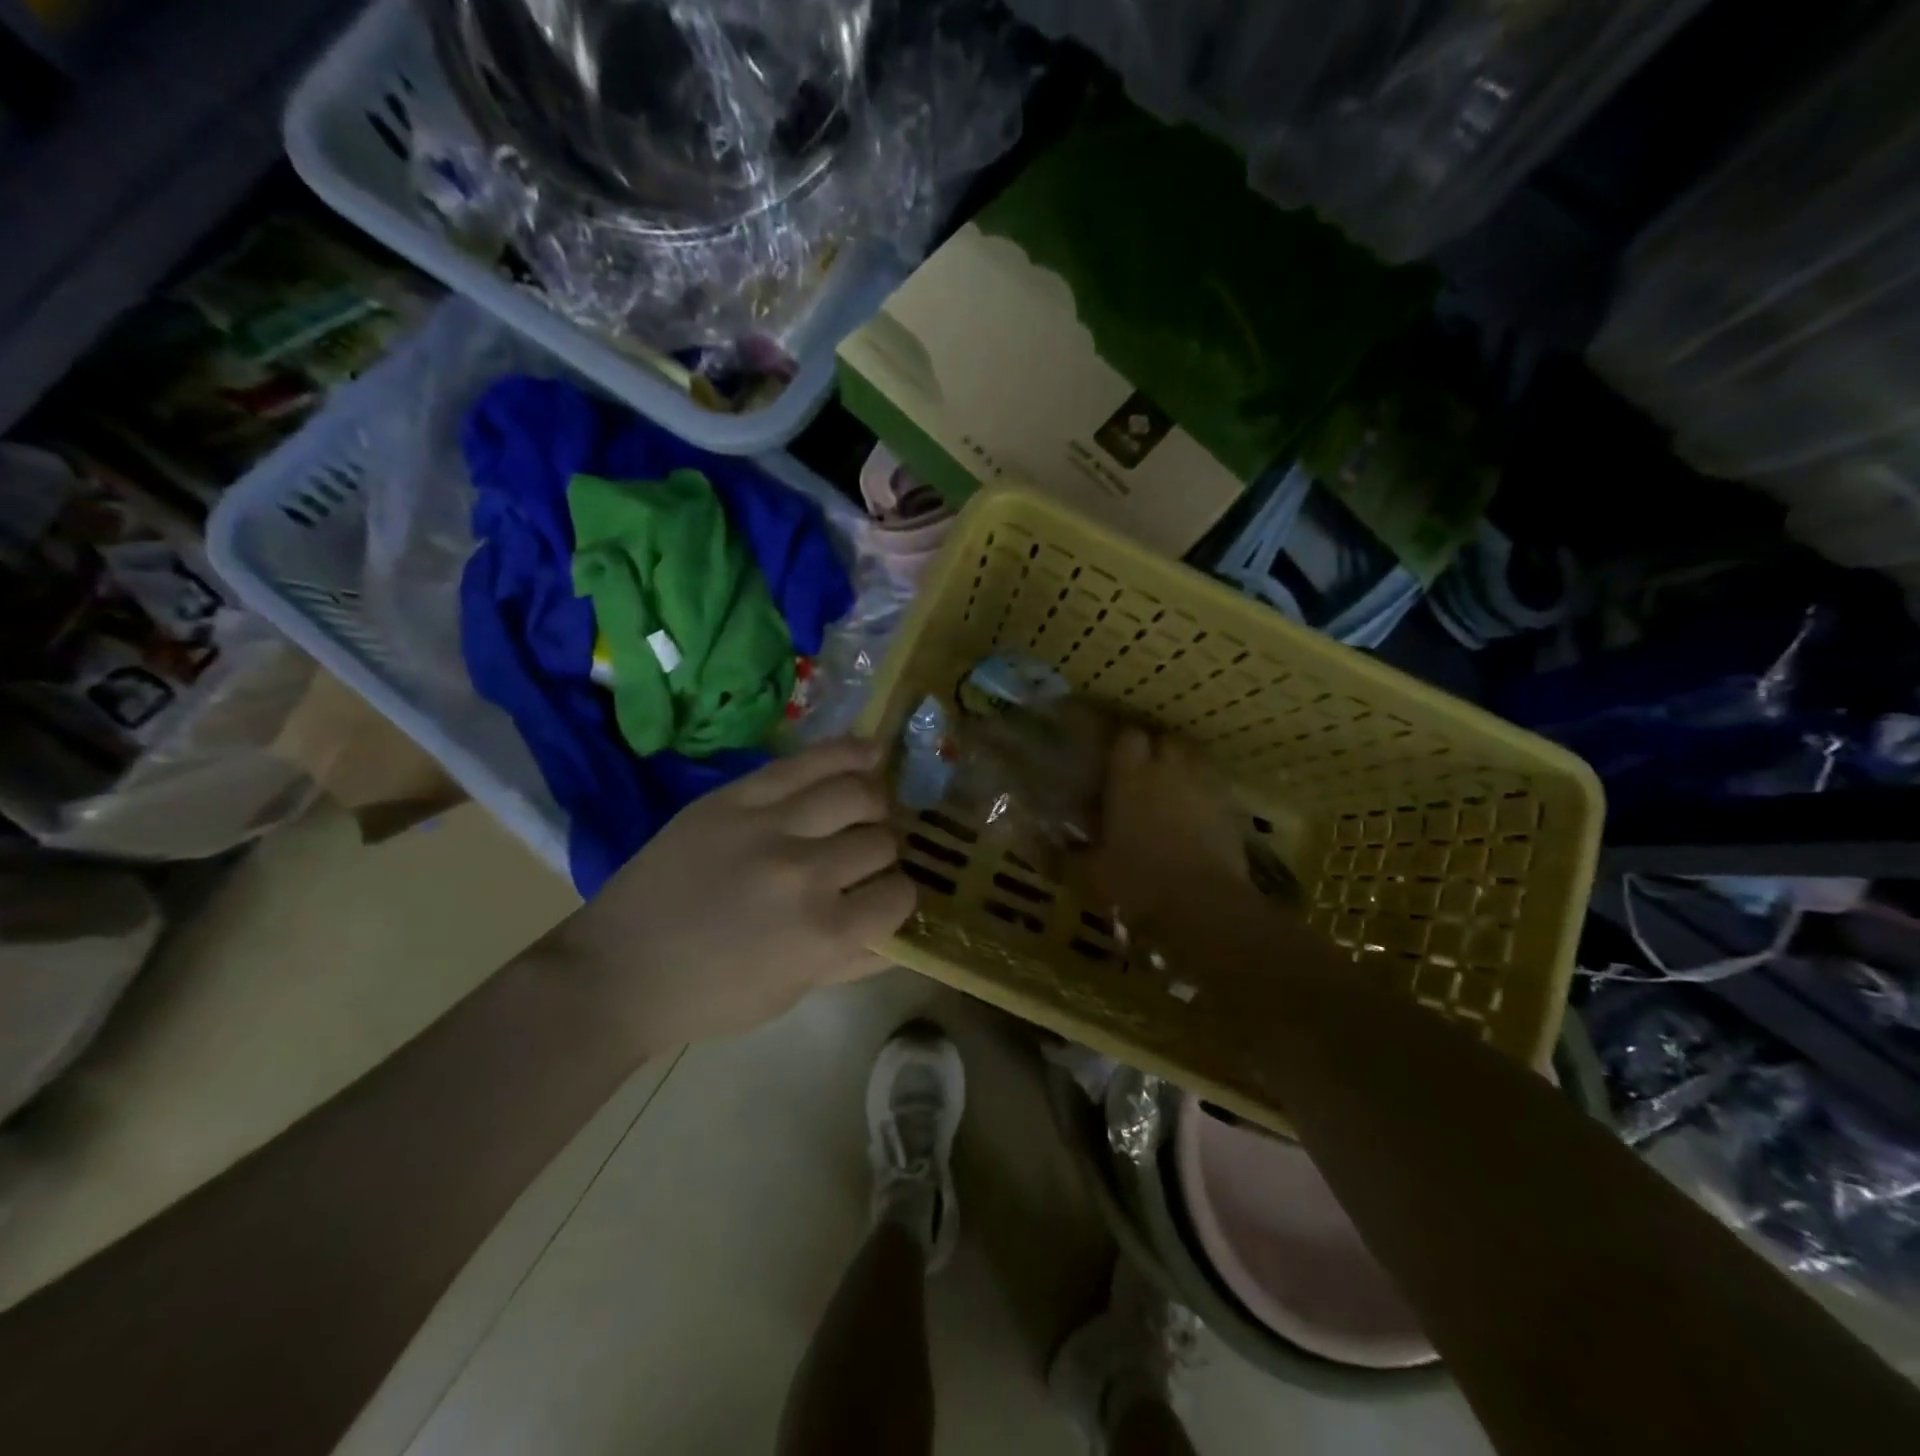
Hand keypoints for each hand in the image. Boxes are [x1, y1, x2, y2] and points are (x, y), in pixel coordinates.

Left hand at [552, 737, 914, 1048]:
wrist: (616, 971)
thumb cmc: (707, 997)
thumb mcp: (790, 993)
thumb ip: (852, 962)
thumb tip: (901, 934)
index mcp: (823, 934)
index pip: (899, 896)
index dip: (897, 897)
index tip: (883, 896)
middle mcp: (806, 873)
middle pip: (881, 842)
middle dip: (883, 852)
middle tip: (864, 857)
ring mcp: (768, 826)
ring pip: (856, 791)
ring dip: (873, 802)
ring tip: (866, 808)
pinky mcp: (734, 797)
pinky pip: (804, 762)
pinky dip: (848, 752)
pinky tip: (872, 750)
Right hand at [1081, 726, 1253, 940]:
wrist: (1203, 907)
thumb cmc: (1136, 883)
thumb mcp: (1088, 874)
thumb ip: (1063, 853)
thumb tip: (1034, 841)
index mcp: (1130, 776)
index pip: (1128, 737)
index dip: (1121, 747)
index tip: (1111, 765)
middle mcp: (1170, 770)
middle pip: (1165, 741)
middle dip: (1154, 753)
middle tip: (1140, 778)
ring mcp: (1206, 787)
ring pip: (1194, 760)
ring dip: (1181, 770)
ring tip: (1170, 794)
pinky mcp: (1231, 809)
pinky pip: (1215, 788)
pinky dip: (1204, 795)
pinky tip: (1195, 818)